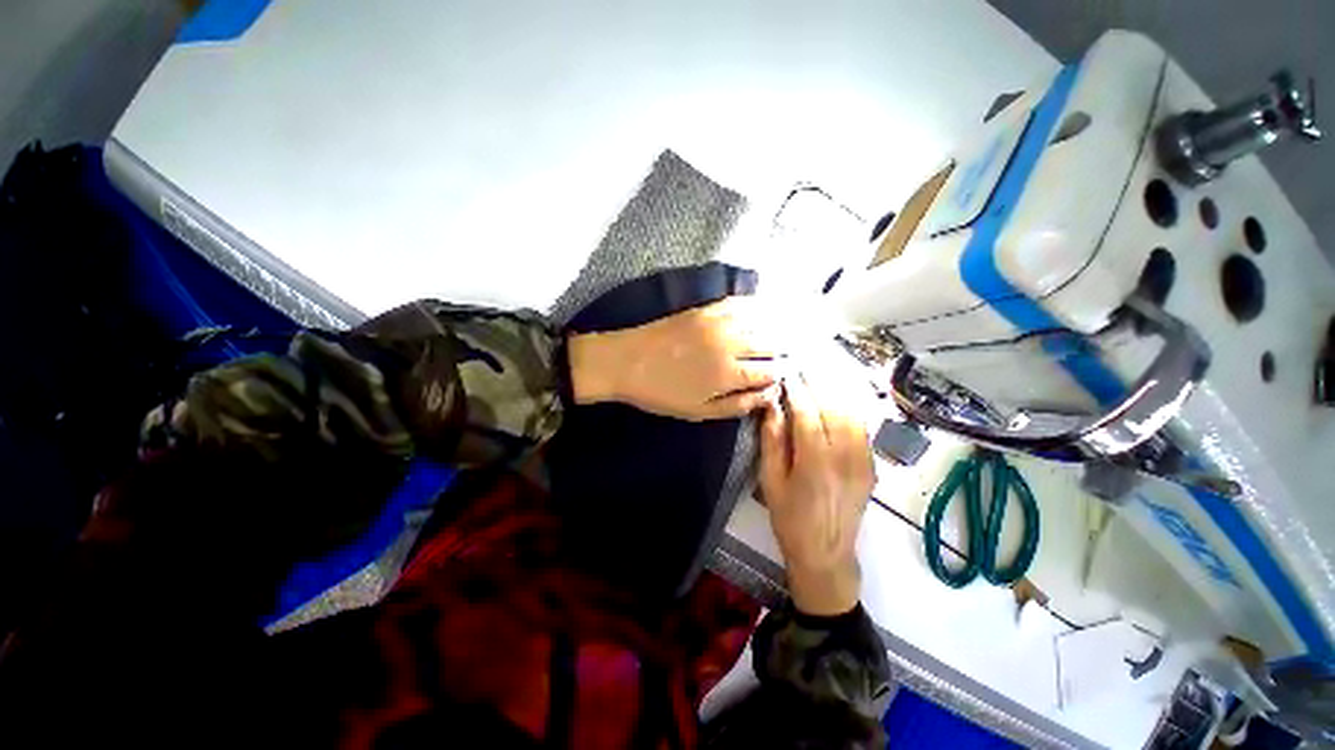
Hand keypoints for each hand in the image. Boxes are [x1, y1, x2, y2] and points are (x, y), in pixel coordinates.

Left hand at [567, 297, 780, 420]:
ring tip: (784, 331)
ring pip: (759, 321)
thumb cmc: (661, 393)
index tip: (785, 373)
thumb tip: (768, 394)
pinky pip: (737, 303)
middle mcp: (729, 344)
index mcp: (728, 374)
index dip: (781, 373)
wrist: (625, 362)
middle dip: (784, 349)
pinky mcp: (704, 309)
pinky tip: (760, 309)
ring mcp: (717, 322)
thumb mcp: (698, 411)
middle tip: (791, 352)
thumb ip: (736, 405)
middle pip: (769, 344)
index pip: (769, 371)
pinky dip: (754, 306)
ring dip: (775, 327)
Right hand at [759, 373, 873, 615]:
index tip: (788, 374)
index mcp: (815, 462)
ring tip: (819, 378)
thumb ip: (772, 441)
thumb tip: (772, 407)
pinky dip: (848, 409)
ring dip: (835, 393)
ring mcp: (863, 461)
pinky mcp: (871, 466)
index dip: (797, 391)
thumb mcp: (771, 481)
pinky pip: (862, 428)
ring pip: (852, 414)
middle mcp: (844, 456)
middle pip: (833, 408)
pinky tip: (837, 401)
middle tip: (803, 368)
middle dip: (817, 384)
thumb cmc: (790, 518)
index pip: (807, 413)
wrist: (826, 553)